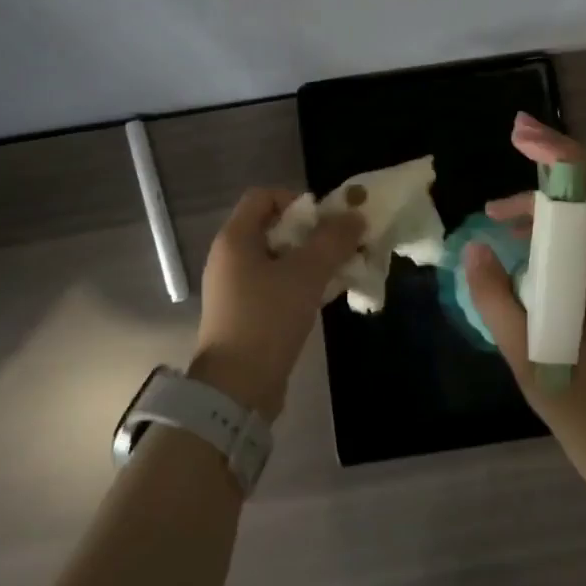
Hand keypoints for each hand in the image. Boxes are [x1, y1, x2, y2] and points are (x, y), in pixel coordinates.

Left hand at [193, 188, 362, 420]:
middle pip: (273, 226)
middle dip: (311, 232)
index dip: (296, 200)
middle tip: (339, 246)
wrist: (236, 388)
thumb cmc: (267, 319)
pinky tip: (323, 297)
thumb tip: (355, 215)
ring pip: (277, 258)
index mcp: (235, 238)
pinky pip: (275, 284)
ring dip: (310, 259)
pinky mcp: (244, 313)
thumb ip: (333, 240)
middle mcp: (229, 257)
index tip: (324, 221)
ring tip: (339, 272)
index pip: (264, 196)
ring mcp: (234, 287)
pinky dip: (299, 283)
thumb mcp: (306, 274)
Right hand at [464, 113, 585, 492]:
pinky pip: (584, 237)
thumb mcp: (527, 355)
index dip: (559, 151)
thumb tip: (474, 248)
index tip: (520, 136)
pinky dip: (552, 226)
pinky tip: (518, 246)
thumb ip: (496, 298)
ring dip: (546, 198)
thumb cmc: (585, 405)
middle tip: (513, 143)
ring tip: (496, 214)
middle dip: (553, 158)